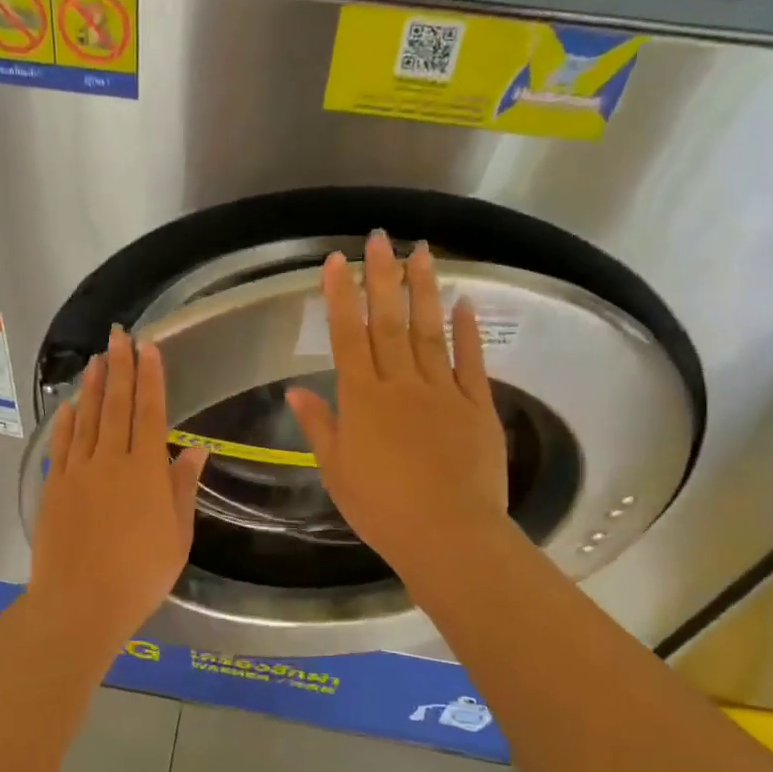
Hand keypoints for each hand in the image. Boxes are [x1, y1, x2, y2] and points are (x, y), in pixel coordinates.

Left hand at [28, 326, 208, 645]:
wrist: (80, 603)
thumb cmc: (139, 576)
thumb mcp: (176, 536)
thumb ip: (182, 488)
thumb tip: (195, 448)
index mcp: (145, 472)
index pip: (150, 412)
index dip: (150, 377)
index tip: (149, 347)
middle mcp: (110, 462)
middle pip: (115, 406)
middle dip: (119, 367)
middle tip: (118, 335)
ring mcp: (77, 472)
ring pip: (86, 419)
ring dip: (91, 387)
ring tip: (96, 359)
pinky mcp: (54, 487)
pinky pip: (60, 445)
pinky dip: (65, 422)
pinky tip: (68, 406)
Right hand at [287, 232, 519, 595]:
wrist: (447, 533)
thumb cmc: (381, 508)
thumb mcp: (336, 470)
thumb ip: (319, 426)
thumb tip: (295, 391)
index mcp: (362, 400)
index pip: (347, 337)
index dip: (341, 297)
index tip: (338, 260)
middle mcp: (401, 385)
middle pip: (389, 323)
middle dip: (382, 277)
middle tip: (380, 237)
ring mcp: (443, 392)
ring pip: (430, 331)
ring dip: (424, 290)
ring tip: (422, 252)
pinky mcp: (477, 407)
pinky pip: (470, 362)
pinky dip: (467, 331)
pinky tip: (464, 303)